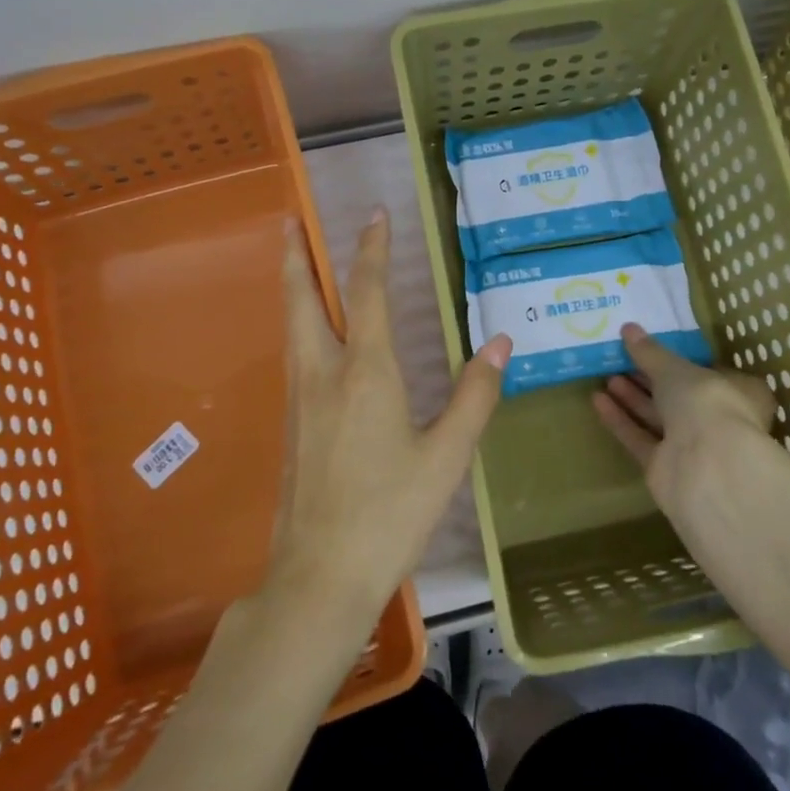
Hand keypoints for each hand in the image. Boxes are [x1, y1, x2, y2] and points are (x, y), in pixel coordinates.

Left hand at [269, 209, 511, 620]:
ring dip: (293, 287)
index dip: (373, 249)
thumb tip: (501, 341)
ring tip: (294, 262)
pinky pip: (293, 356)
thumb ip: (475, 396)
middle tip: (288, 221)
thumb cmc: (390, 514)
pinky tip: (310, 337)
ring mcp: (299, 400)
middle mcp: (323, 374)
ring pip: (291, 327)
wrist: (320, 577)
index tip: (374, 213)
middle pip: (302, 300)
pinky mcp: (290, 426)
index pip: (367, 292)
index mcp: (366, 373)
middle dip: (296, 256)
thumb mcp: (447, 458)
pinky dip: (298, 325)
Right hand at [591, 322, 786, 534]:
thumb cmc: (706, 403)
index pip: (709, 374)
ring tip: (606, 377)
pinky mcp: (665, 468)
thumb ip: (651, 352)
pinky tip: (598, 400)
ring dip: (632, 398)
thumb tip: (629, 329)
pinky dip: (621, 420)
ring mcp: (691, 448)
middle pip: (678, 397)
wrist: (706, 466)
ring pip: (657, 418)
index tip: (653, 349)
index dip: (681, 362)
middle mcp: (718, 422)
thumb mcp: (676, 369)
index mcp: (738, 394)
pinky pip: (640, 439)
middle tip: (620, 360)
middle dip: (649, 379)